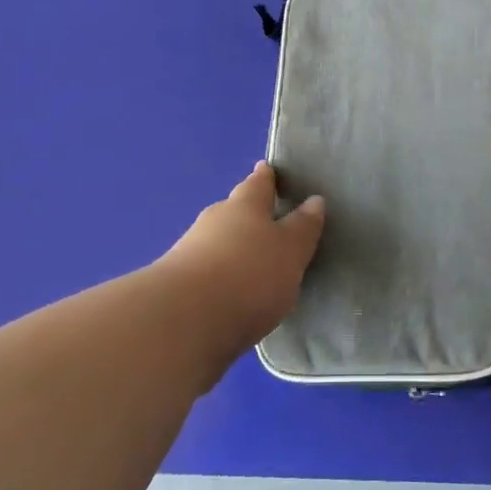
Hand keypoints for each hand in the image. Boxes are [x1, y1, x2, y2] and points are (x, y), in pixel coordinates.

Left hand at [159, 161, 325, 360]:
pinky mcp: (177, 285)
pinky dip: (220, 275)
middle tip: (267, 219)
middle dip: (248, 213)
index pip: (259, 183)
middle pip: (235, 210)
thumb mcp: (290, 251)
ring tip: (253, 262)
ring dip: (233, 247)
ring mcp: (190, 251)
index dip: (266, 177)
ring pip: (218, 240)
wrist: (184, 321)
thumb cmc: (249, 275)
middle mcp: (215, 220)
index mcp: (245, 205)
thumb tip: (313, 200)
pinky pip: (206, 270)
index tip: (268, 168)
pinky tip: (231, 291)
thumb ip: (303, 228)